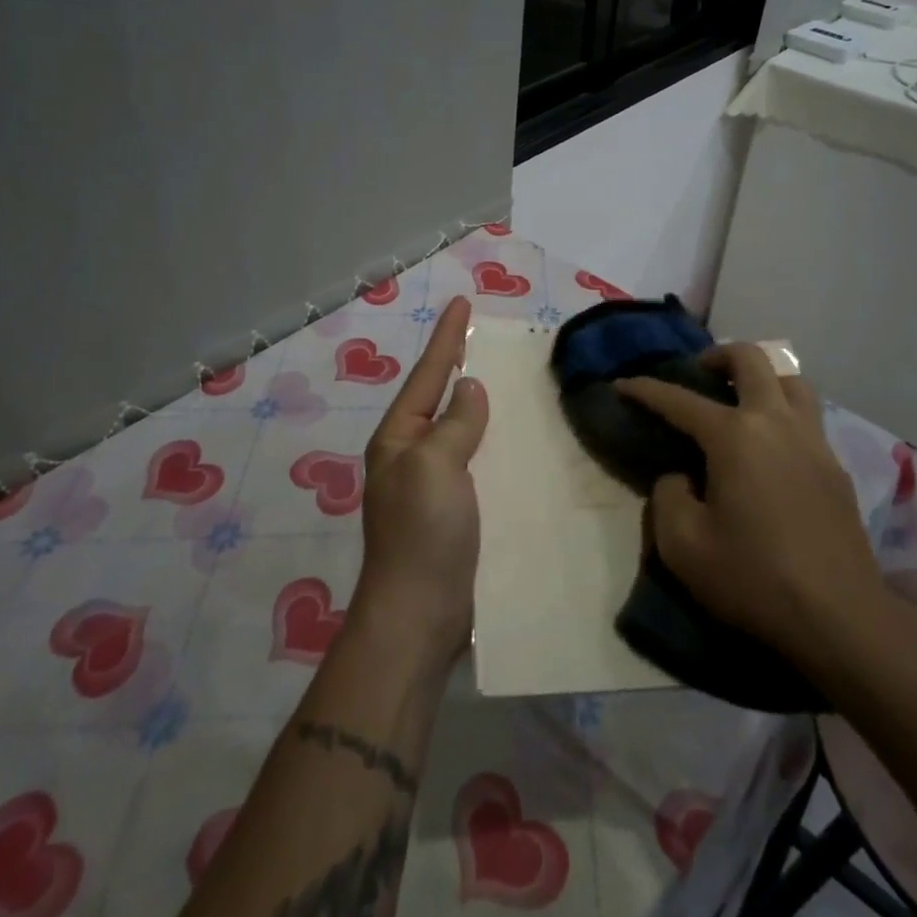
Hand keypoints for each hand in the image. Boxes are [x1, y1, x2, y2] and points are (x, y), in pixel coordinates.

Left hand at [351, 295, 487, 659]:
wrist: (419, 615)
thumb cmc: (422, 532)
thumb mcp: (435, 464)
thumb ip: (455, 422)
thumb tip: (469, 388)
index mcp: (399, 437)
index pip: (429, 374)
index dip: (448, 337)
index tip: (462, 301)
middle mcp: (412, 454)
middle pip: (441, 397)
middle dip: (461, 365)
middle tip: (488, 336)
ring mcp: (433, 484)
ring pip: (461, 429)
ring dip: (481, 404)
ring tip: (508, 379)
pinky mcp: (455, 511)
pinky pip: (477, 461)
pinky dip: (494, 442)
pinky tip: (517, 438)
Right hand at [619, 344, 889, 673]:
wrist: (840, 618)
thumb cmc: (754, 578)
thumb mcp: (683, 545)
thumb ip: (668, 497)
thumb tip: (680, 477)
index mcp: (734, 435)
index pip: (679, 399)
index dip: (645, 389)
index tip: (622, 384)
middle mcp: (775, 422)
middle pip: (750, 358)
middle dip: (717, 355)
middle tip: (699, 375)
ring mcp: (813, 441)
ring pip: (791, 380)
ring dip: (761, 378)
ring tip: (742, 401)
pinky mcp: (836, 467)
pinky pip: (808, 417)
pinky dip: (784, 413)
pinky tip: (772, 448)